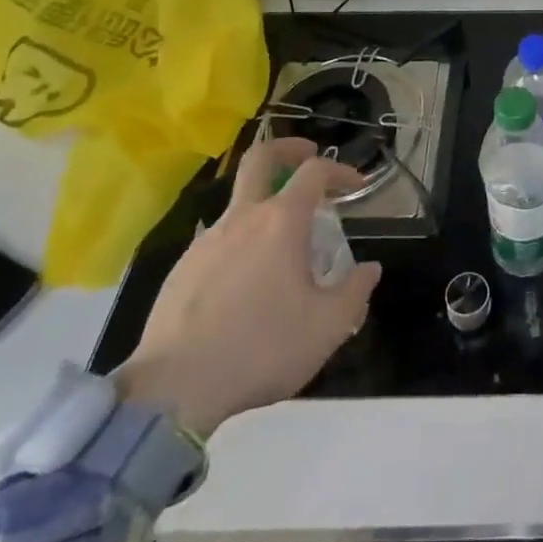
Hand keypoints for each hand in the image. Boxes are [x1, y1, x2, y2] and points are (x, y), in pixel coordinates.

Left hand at [115, 138, 380, 436]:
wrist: (173, 393)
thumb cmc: (261, 349)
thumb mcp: (328, 327)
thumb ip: (355, 291)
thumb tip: (369, 269)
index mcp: (281, 222)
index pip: (315, 172)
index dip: (340, 170)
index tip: (356, 185)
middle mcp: (242, 219)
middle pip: (260, 158)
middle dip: (288, 148)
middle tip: (307, 155)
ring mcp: (205, 242)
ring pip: (238, 203)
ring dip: (264, 206)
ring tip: (282, 244)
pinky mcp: (180, 270)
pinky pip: (218, 241)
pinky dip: (240, 243)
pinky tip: (246, 282)